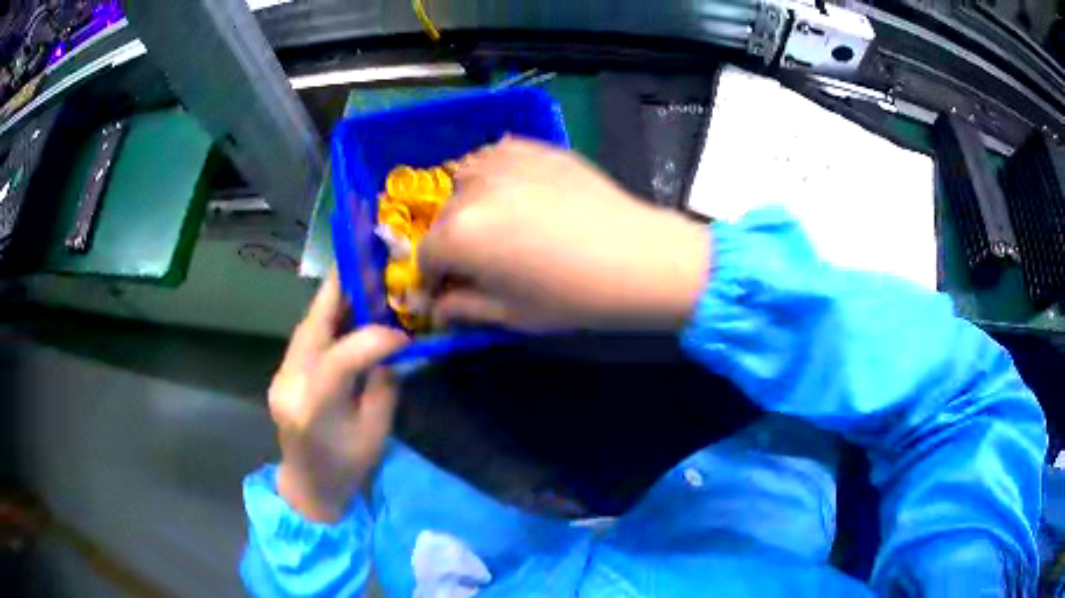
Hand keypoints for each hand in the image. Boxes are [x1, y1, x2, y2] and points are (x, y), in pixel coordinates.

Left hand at [269, 273, 408, 521]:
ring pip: (306, 327)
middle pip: (312, 327)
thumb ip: (384, 386)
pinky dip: (326, 322)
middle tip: (368, 266)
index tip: (404, 336)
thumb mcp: (376, 434)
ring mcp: (280, 378)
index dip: (375, 338)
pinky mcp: (281, 375)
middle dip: (341, 292)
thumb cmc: (347, 470)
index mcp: (315, 409)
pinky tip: (345, 315)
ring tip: (361, 284)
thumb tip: (393, 349)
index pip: (341, 357)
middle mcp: (289, 386)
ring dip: (333, 303)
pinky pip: (305, 339)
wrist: (308, 487)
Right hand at [421, 137, 711, 330]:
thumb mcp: (512, 314)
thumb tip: (438, 307)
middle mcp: (470, 191)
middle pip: (443, 220)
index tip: (444, 294)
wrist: (638, 257)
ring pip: (464, 183)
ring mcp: (503, 162)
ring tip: (494, 225)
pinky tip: (511, 192)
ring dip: (468, 207)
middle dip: (450, 246)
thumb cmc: (573, 296)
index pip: (425, 258)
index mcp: (459, 236)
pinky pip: (494, 157)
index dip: (431, 281)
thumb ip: (464, 309)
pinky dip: (491, 175)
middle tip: (474, 264)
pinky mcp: (534, 148)